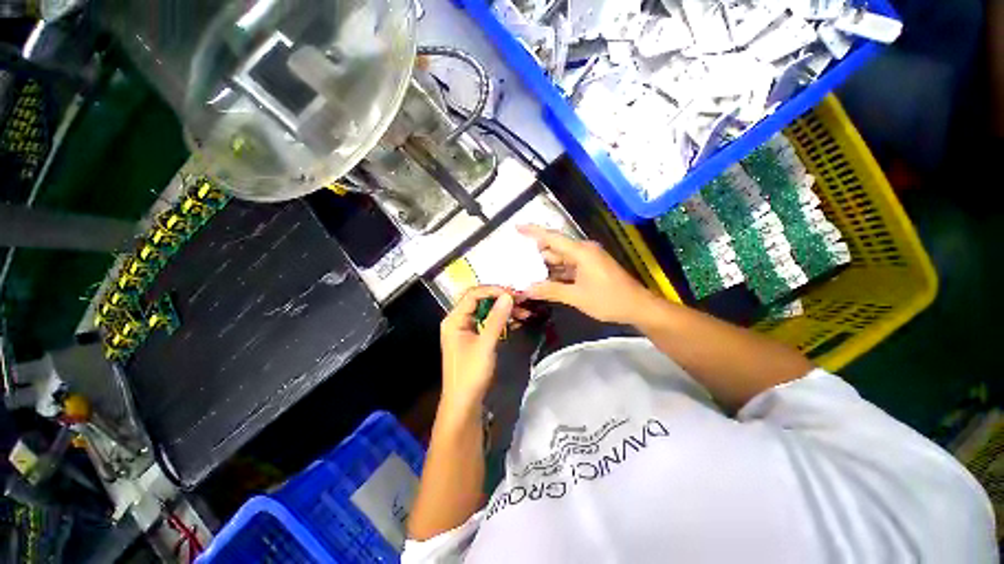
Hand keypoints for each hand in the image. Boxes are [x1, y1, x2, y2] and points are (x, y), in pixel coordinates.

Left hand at [439, 286, 514, 421]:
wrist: (464, 404)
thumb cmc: (471, 374)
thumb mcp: (485, 344)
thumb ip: (496, 319)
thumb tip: (508, 296)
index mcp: (454, 319)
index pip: (473, 294)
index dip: (493, 290)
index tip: (513, 294)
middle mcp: (458, 320)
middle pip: (480, 301)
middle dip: (500, 299)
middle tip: (521, 301)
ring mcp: (466, 330)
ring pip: (486, 312)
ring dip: (503, 310)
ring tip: (523, 312)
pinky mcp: (474, 338)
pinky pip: (488, 323)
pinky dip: (501, 321)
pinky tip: (516, 322)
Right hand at [518, 225, 656, 324]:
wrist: (638, 307)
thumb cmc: (608, 300)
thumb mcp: (576, 297)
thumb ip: (550, 291)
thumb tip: (527, 289)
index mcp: (581, 252)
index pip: (552, 238)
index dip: (533, 232)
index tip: (517, 227)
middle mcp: (583, 251)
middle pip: (554, 248)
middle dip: (536, 254)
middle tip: (516, 260)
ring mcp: (588, 259)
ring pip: (561, 259)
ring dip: (545, 266)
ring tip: (525, 272)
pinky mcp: (590, 268)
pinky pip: (568, 267)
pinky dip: (556, 273)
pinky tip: (544, 280)